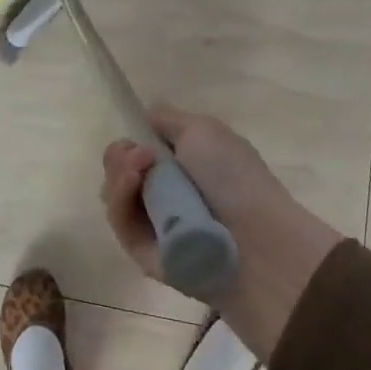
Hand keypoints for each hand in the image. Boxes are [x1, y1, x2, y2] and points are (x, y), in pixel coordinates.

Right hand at [100, 106, 342, 359]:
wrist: (256, 240)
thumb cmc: (234, 177)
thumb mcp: (203, 131)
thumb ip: (167, 120)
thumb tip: (145, 116)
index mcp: (184, 166)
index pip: (138, 150)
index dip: (131, 139)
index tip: (137, 134)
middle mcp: (166, 194)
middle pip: (120, 171)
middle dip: (120, 155)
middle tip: (140, 154)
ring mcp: (153, 225)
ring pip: (115, 194)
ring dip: (119, 174)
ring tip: (137, 166)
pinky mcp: (143, 253)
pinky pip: (120, 222)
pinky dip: (120, 198)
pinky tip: (132, 182)